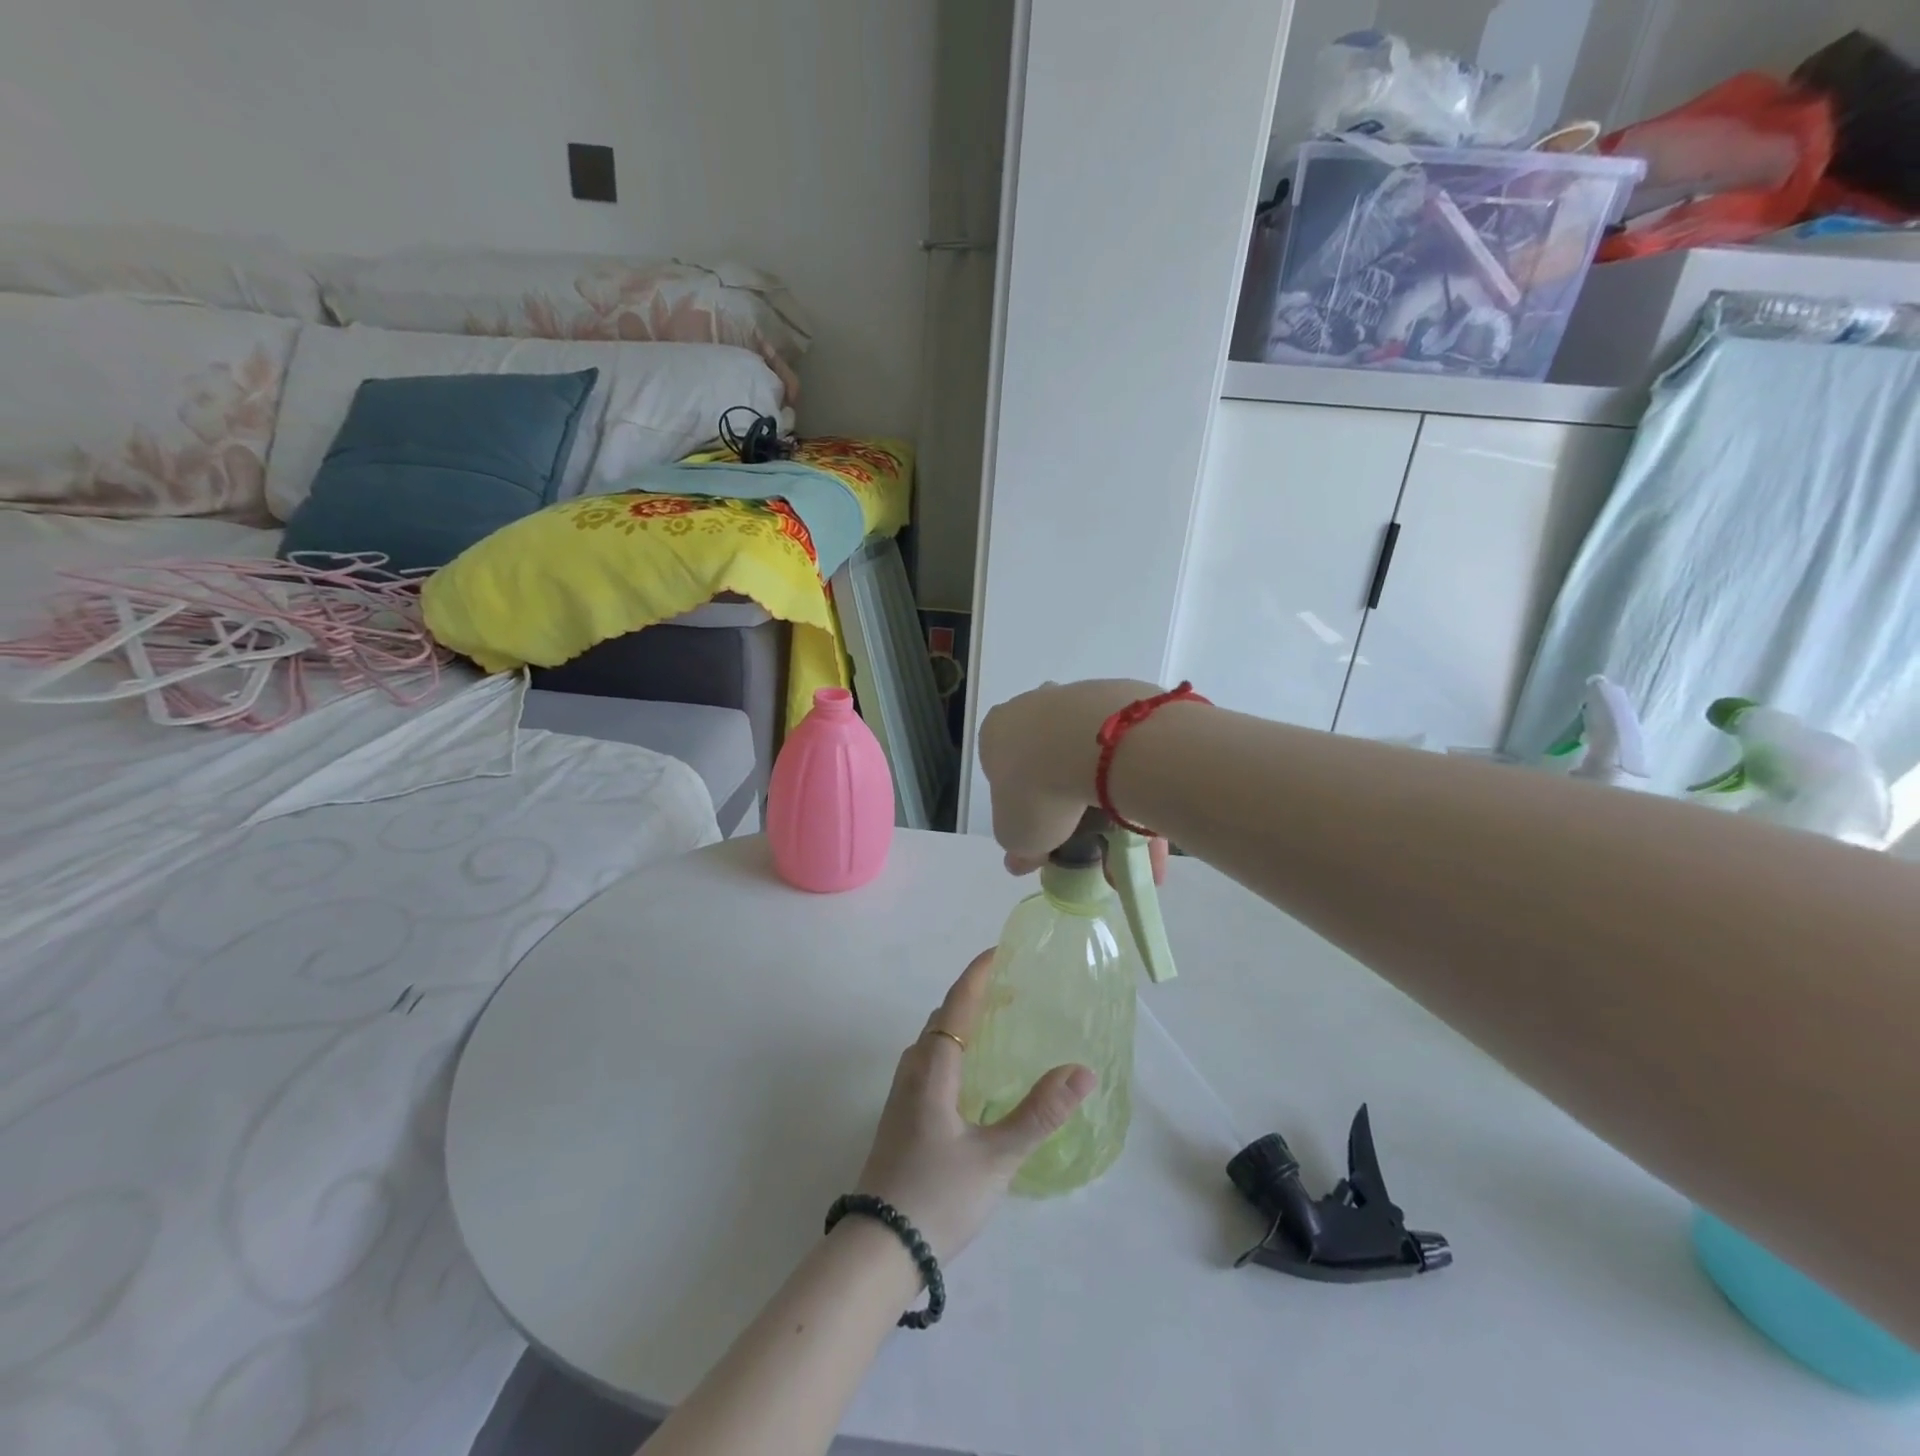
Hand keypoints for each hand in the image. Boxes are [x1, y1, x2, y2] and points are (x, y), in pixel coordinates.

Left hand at [855, 950, 1095, 1261]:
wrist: (878, 1249)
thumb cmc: (938, 1196)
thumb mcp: (997, 1158)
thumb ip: (1039, 1113)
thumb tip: (1083, 1072)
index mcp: (934, 1068)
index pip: (957, 1004)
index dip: (978, 975)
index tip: (999, 952)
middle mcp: (913, 1071)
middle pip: (943, 1016)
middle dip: (974, 995)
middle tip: (1010, 989)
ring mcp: (901, 1094)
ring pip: (932, 1040)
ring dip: (961, 1021)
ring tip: (994, 1023)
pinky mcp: (899, 1116)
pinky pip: (928, 1061)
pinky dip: (952, 1046)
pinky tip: (970, 1074)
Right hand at [977, 679, 1169, 879]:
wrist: (1101, 747)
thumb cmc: (1039, 790)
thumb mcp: (1016, 835)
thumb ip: (1018, 847)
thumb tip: (1021, 860)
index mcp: (998, 731)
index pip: (1006, 772)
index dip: (1024, 808)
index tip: (1046, 835)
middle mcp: (1036, 706)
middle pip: (1050, 762)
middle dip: (1069, 805)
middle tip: (1089, 841)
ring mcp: (1081, 700)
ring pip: (1093, 760)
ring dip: (1109, 802)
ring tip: (1130, 846)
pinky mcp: (1125, 700)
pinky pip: (1129, 754)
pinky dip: (1138, 787)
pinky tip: (1151, 824)